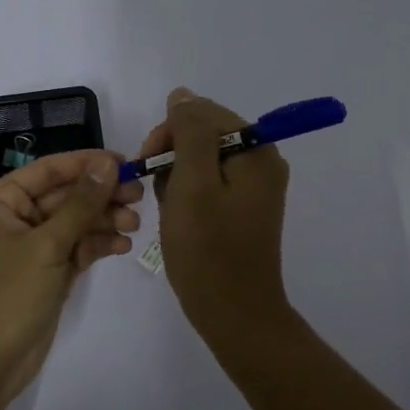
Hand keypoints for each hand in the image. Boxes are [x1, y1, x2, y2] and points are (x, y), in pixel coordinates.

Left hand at [0, 150, 143, 407]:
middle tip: (140, 194)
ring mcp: (29, 249)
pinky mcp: (45, 275)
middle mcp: (12, 220)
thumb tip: (107, 164)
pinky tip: (122, 246)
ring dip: (103, 221)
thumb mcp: (46, 245)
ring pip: (73, 223)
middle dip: (100, 195)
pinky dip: (97, 245)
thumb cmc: (6, 295)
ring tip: (135, 224)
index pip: (48, 170)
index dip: (87, 163)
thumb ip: (80, 204)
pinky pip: (74, 249)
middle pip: (64, 196)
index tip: (126, 163)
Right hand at [135, 87, 292, 342]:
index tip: (147, 164)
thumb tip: (182, 95)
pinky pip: (209, 183)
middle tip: (156, 191)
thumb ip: (189, 132)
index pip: (203, 113)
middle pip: (205, 134)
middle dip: (172, 156)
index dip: (169, 133)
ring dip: (177, 177)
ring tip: (170, 210)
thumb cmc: (208, 250)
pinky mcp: (244, 208)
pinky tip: (179, 218)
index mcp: (256, 150)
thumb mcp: (192, 184)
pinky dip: (187, 194)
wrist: (234, 314)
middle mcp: (262, 161)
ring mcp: (254, 186)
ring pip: (202, 160)